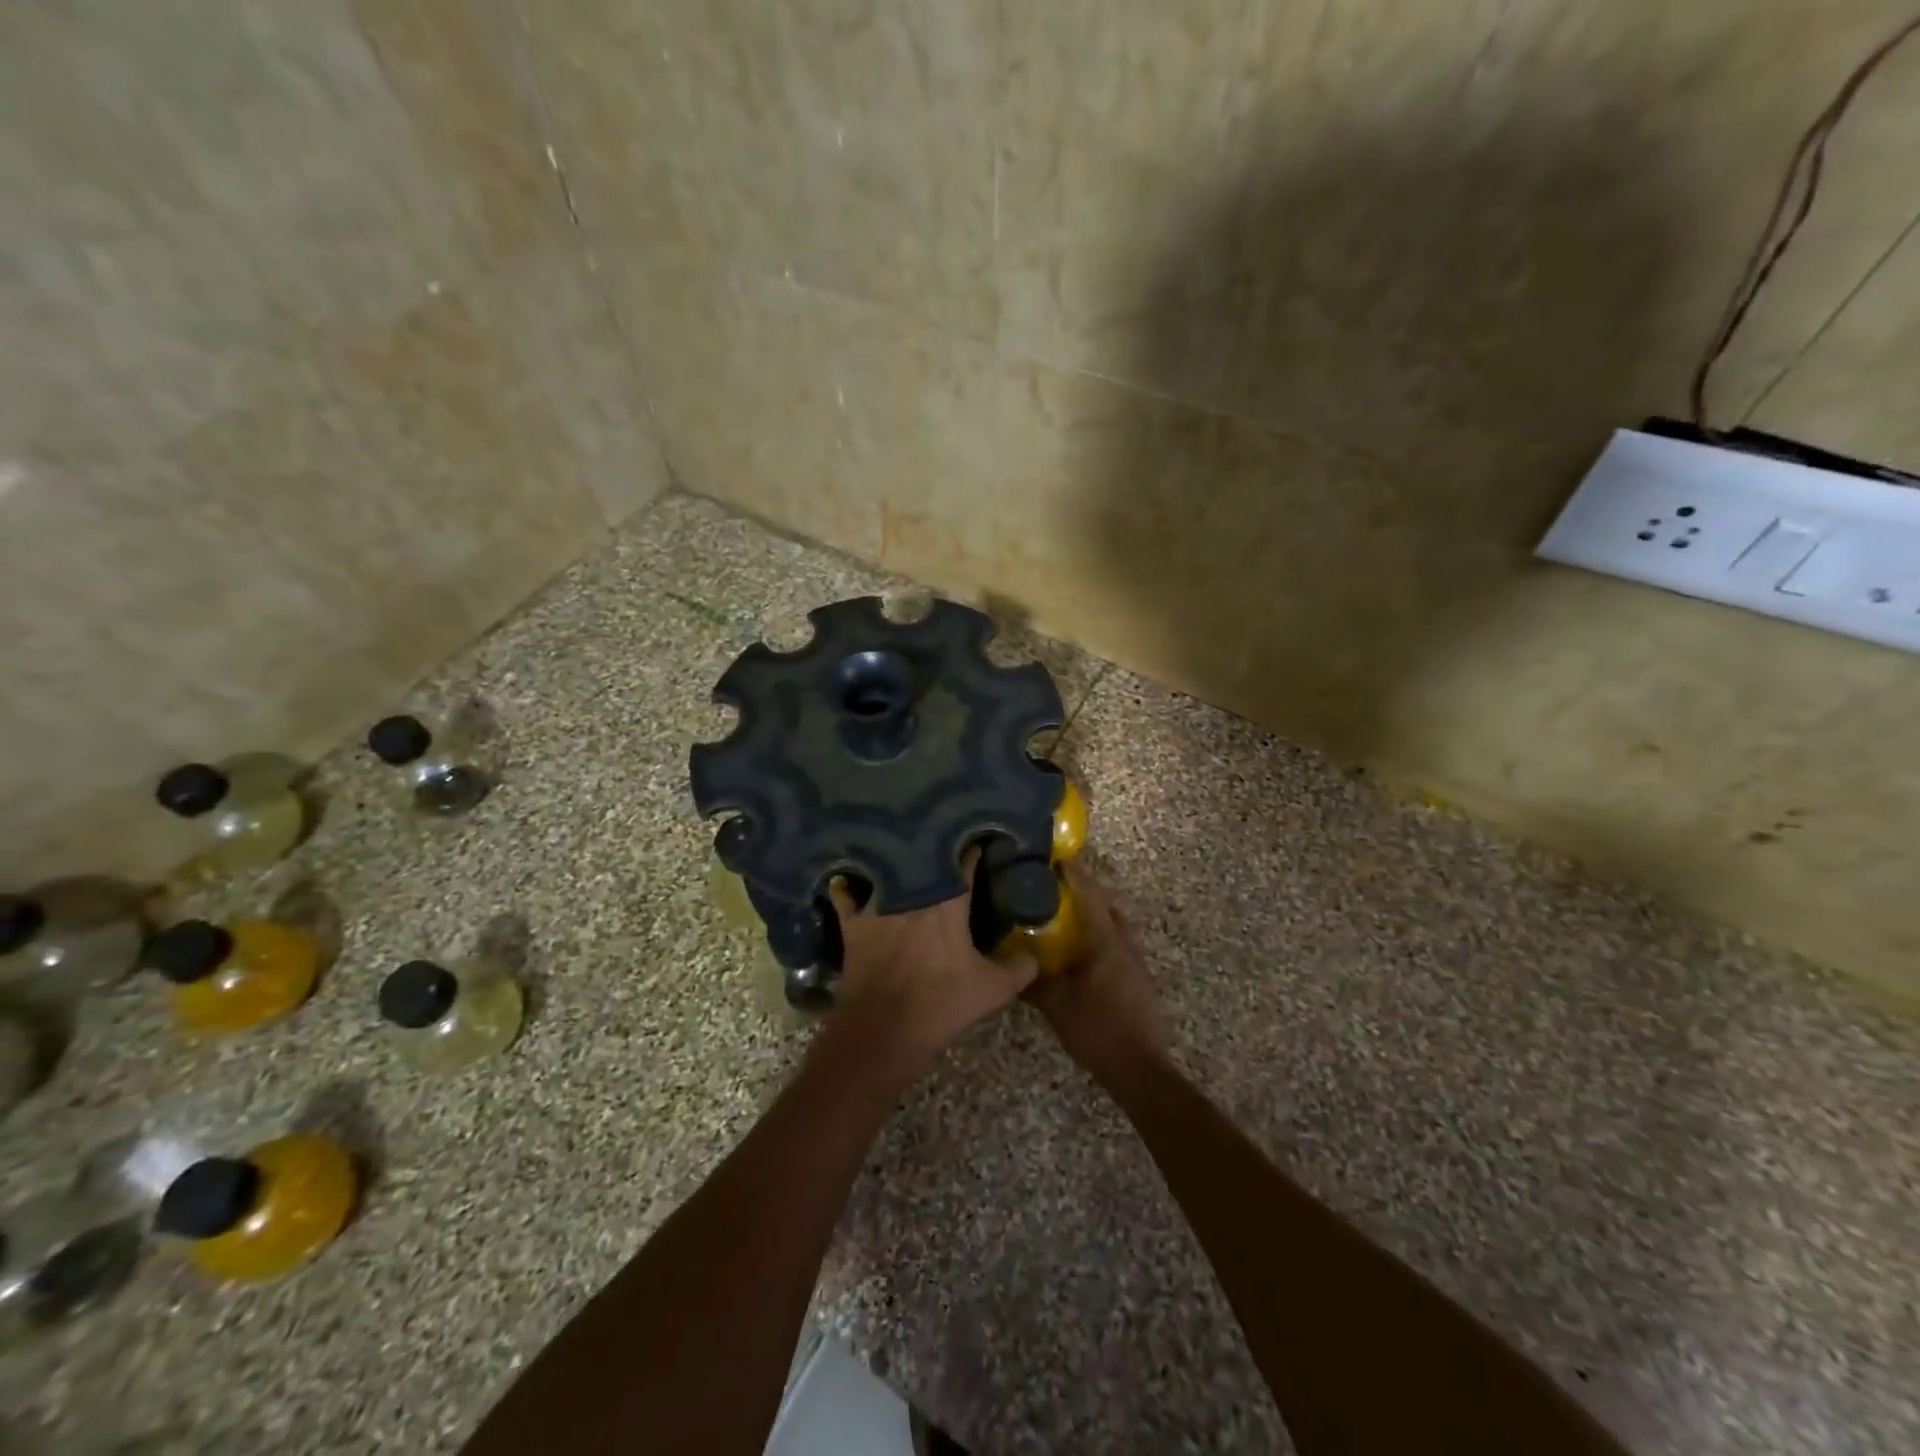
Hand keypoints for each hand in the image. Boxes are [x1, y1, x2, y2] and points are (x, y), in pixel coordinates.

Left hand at [824, 849, 1036, 1076]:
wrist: (884, 1030)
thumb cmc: (941, 1004)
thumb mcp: (993, 990)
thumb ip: (1020, 968)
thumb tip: (1034, 954)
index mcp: (949, 902)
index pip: (965, 862)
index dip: (973, 850)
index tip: (979, 841)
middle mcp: (913, 894)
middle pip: (923, 859)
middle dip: (933, 849)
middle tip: (941, 843)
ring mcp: (879, 905)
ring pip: (885, 869)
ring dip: (892, 860)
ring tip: (897, 850)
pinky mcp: (853, 923)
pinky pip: (845, 894)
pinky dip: (847, 885)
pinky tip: (847, 877)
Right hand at [1024, 862, 1171, 1086]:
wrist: (1142, 1069)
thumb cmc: (1098, 1029)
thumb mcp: (1056, 1005)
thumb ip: (1034, 982)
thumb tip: (1011, 967)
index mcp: (1106, 941)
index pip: (1090, 895)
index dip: (1075, 874)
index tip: (1058, 856)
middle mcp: (1124, 944)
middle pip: (1107, 906)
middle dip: (1086, 893)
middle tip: (1057, 889)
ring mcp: (1136, 963)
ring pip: (1115, 927)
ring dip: (1094, 917)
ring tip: (1066, 919)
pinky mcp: (1139, 981)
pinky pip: (1117, 946)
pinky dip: (1099, 939)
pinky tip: (1081, 955)